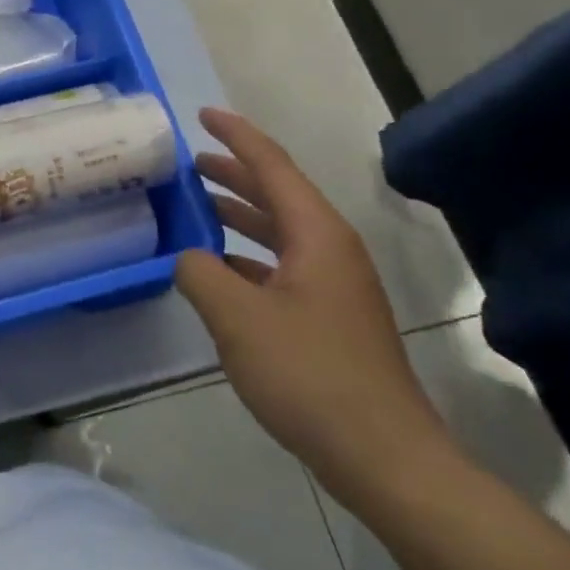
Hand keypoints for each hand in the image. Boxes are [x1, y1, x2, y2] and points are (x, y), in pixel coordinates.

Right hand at [175, 108, 459, 507]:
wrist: (381, 454)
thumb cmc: (309, 375)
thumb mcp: (238, 318)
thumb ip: (201, 273)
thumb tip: (188, 256)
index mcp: (317, 235)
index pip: (272, 167)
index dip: (236, 135)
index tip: (201, 115)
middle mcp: (330, 249)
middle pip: (278, 195)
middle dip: (234, 172)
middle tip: (190, 161)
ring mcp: (334, 285)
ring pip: (280, 232)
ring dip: (239, 214)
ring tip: (198, 204)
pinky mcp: (329, 317)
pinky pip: (282, 266)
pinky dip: (247, 256)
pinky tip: (219, 267)